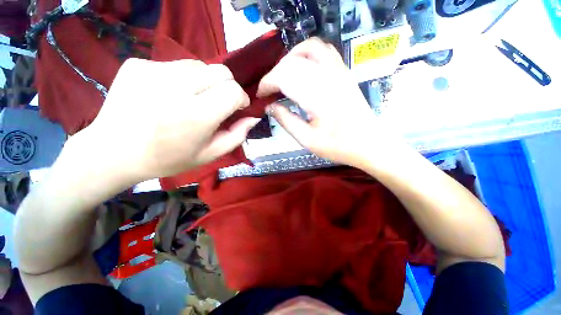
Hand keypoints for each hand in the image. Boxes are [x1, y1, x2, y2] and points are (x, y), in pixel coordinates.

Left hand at [82, 58, 260, 180]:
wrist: (114, 152)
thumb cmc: (169, 158)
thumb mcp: (211, 154)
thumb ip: (237, 135)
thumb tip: (253, 116)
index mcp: (196, 115)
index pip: (233, 90)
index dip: (241, 98)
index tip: (238, 107)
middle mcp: (175, 88)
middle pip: (221, 71)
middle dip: (227, 86)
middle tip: (218, 102)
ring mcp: (152, 71)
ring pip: (199, 65)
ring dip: (205, 82)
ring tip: (192, 99)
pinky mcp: (137, 64)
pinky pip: (175, 65)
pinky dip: (182, 79)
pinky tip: (169, 95)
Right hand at [257, 38, 388, 167]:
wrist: (367, 143)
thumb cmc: (337, 146)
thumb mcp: (306, 139)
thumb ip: (286, 120)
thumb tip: (269, 106)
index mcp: (317, 96)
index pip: (284, 76)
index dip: (267, 83)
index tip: (260, 95)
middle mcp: (328, 77)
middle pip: (292, 63)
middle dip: (274, 74)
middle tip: (269, 91)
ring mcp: (339, 71)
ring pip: (308, 49)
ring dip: (289, 59)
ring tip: (282, 76)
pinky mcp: (344, 72)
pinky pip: (324, 50)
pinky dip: (308, 52)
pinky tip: (302, 66)